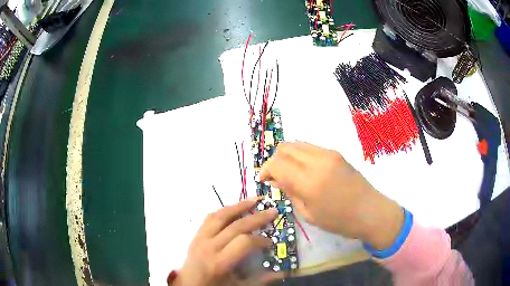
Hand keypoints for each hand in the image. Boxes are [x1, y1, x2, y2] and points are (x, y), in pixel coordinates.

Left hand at [174, 198, 279, 285]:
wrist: (188, 284)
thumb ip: (260, 279)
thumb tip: (283, 271)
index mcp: (220, 262)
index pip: (243, 242)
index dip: (260, 239)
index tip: (270, 241)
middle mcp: (209, 247)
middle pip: (234, 226)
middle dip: (256, 217)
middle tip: (272, 211)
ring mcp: (200, 238)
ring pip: (220, 216)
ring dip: (239, 206)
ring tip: (254, 200)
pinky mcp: (196, 235)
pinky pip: (209, 217)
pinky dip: (224, 210)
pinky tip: (234, 208)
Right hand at [260, 142, 403, 249]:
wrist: (370, 211)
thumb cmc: (339, 220)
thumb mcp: (309, 213)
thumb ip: (290, 192)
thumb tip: (274, 179)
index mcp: (309, 181)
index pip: (277, 163)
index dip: (266, 170)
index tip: (264, 180)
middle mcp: (317, 161)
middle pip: (284, 147)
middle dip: (275, 160)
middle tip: (276, 176)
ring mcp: (328, 153)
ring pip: (297, 143)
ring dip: (287, 156)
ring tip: (289, 172)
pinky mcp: (336, 152)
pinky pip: (310, 147)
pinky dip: (300, 155)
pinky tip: (305, 169)